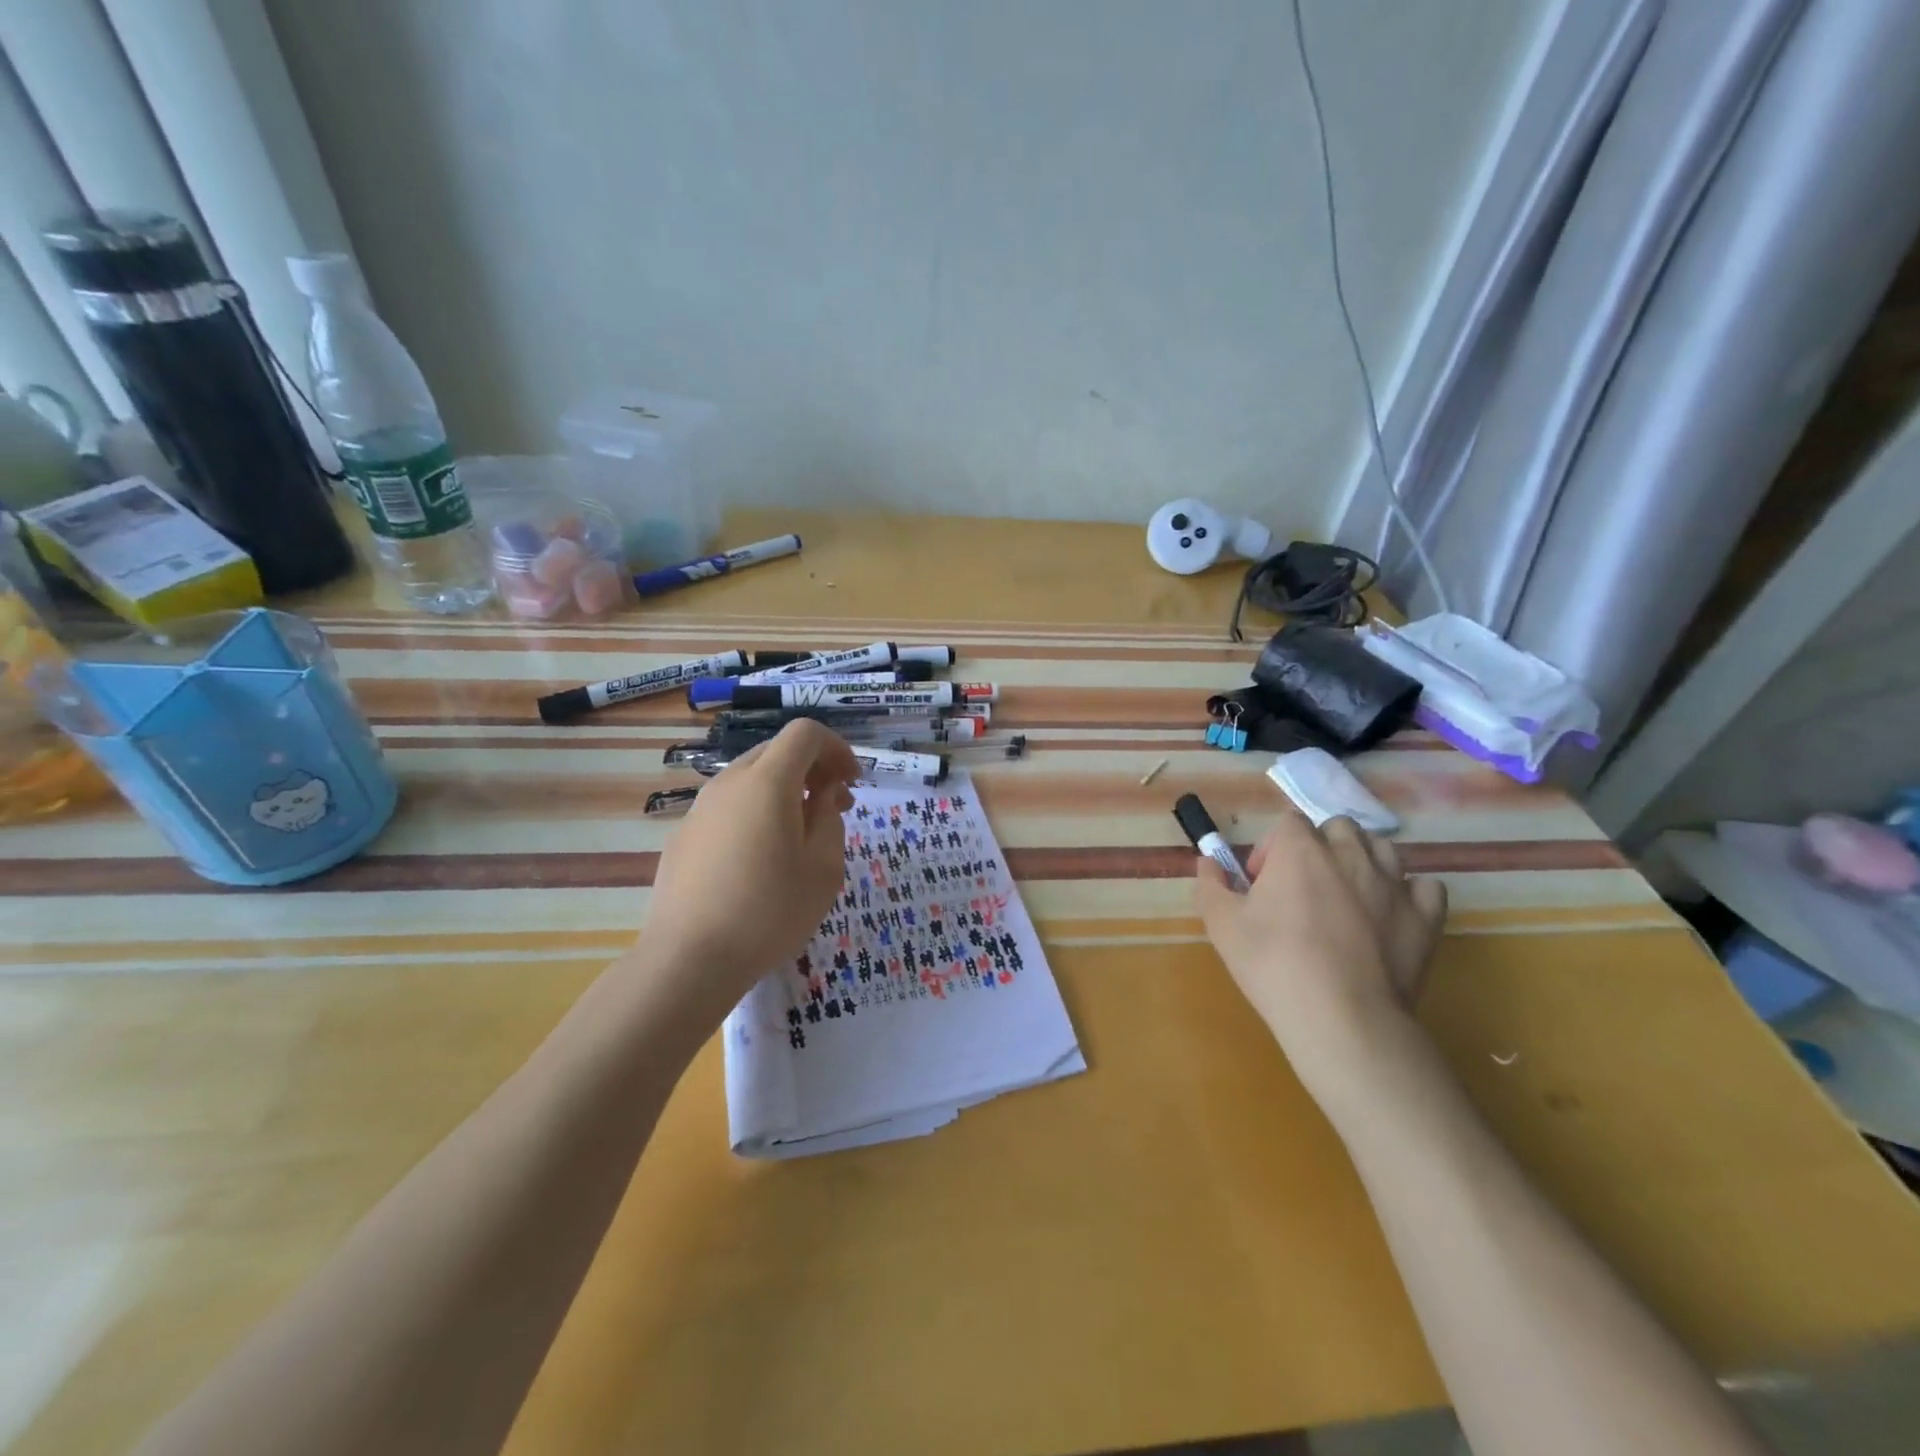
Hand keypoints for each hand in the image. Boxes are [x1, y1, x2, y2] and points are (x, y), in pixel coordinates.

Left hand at [640, 720, 858, 1022]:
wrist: (687, 960)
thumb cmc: (769, 912)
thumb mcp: (823, 868)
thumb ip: (829, 819)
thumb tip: (822, 795)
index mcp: (767, 782)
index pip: (806, 733)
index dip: (837, 749)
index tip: (853, 783)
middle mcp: (729, 783)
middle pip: (777, 752)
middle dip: (813, 769)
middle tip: (836, 808)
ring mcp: (700, 809)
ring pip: (750, 780)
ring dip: (784, 792)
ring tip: (801, 835)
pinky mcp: (683, 837)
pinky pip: (728, 808)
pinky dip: (755, 813)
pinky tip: (760, 860)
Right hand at [1194, 813, 1446, 1109]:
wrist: (1341, 1019)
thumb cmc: (1273, 964)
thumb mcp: (1221, 924)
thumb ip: (1209, 883)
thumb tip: (1208, 862)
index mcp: (1301, 850)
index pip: (1288, 823)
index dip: (1271, 849)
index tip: (1261, 885)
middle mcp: (1350, 854)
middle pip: (1337, 827)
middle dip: (1319, 847)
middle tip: (1303, 888)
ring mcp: (1394, 884)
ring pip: (1382, 848)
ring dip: (1362, 861)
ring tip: (1346, 896)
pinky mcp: (1425, 917)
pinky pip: (1425, 886)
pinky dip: (1409, 893)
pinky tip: (1391, 913)